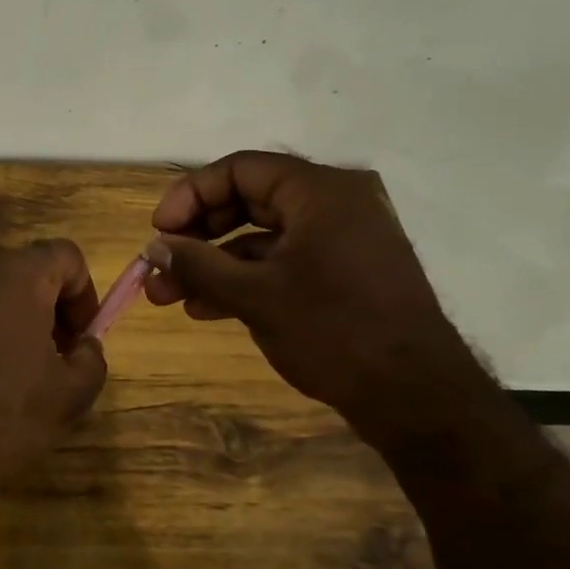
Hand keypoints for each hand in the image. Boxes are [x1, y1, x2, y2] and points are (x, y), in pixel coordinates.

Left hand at [0, 241, 108, 514]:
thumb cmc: (4, 416)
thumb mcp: (70, 395)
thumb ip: (91, 358)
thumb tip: (84, 346)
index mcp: (17, 276)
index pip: (65, 256)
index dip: (84, 293)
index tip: (82, 337)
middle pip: (25, 270)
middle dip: (48, 305)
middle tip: (56, 354)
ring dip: (11, 318)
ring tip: (15, 371)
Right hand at [145, 150, 486, 434]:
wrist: (416, 398)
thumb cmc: (334, 332)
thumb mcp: (255, 296)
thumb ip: (198, 264)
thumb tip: (153, 246)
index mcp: (320, 191)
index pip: (239, 170)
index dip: (190, 196)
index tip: (158, 232)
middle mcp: (333, 203)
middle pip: (247, 201)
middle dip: (196, 236)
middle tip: (159, 265)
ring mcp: (340, 239)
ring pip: (260, 237)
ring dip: (212, 264)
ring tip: (169, 296)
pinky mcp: (342, 272)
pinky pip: (281, 261)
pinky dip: (244, 279)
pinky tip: (206, 308)